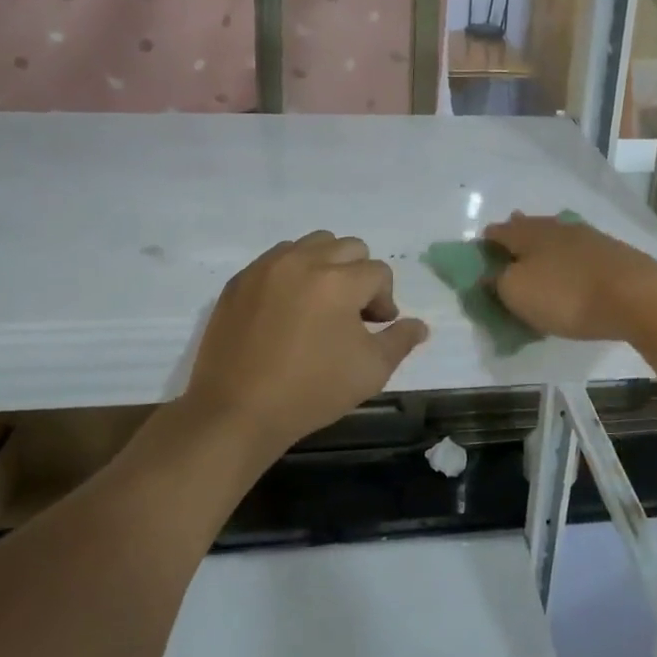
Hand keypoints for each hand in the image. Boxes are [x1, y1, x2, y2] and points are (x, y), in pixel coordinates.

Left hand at [183, 231, 428, 461]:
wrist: (236, 412)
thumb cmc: (311, 391)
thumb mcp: (370, 371)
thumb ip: (400, 340)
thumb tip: (419, 325)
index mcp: (339, 281)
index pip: (379, 272)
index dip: (385, 300)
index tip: (375, 327)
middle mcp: (304, 261)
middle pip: (348, 247)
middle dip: (358, 275)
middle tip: (351, 313)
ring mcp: (267, 267)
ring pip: (311, 244)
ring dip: (325, 266)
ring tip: (319, 305)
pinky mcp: (240, 280)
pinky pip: (276, 259)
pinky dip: (291, 274)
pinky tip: (286, 310)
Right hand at [484, 212, 656, 342]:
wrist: (635, 296)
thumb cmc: (566, 295)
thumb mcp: (517, 293)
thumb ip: (497, 282)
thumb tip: (489, 274)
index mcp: (527, 234)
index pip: (498, 232)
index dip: (486, 243)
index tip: (480, 255)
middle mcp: (555, 227)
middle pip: (529, 228)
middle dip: (517, 237)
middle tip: (509, 251)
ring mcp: (587, 237)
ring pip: (556, 237)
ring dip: (545, 246)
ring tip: (540, 260)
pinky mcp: (612, 253)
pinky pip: (579, 252)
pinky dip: (569, 259)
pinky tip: (572, 268)